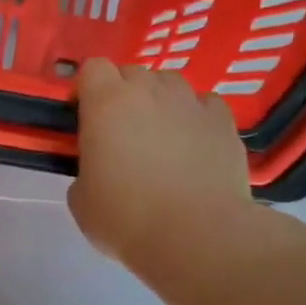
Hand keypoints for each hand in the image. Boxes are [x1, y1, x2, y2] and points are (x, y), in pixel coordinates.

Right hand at [68, 58, 252, 265]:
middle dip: (122, 94)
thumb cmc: (125, 218)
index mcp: (106, 103)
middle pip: (132, 72)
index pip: (92, 68)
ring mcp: (191, 103)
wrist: (195, 236)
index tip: (84, 116)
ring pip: (170, 83)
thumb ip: (85, 170)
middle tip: (120, 132)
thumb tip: (99, 168)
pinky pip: (205, 105)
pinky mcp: (224, 122)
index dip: (86, 89)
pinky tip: (194, 143)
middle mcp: (149, 91)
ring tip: (160, 135)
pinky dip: (195, 116)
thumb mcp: (81, 199)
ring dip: (159, 101)